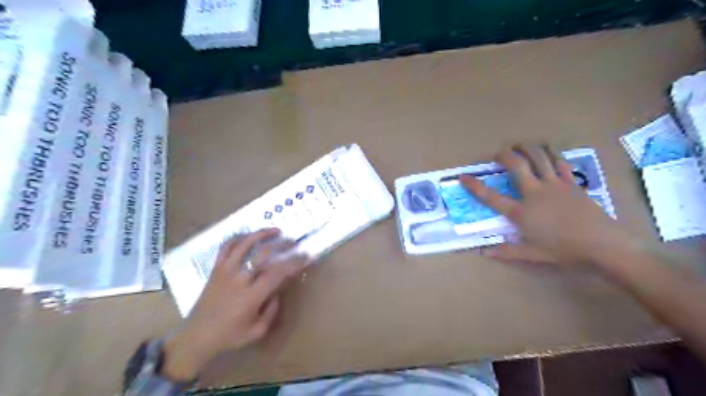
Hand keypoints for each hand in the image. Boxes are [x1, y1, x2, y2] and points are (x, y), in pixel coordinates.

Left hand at [164, 228, 308, 379]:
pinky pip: (226, 247)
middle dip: (283, 244)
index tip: (306, 256)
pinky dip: (237, 238)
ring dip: (262, 234)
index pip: (277, 272)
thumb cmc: (229, 336)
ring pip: (244, 244)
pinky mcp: (216, 269)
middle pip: (263, 253)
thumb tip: (278, 292)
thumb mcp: (257, 331)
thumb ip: (272, 311)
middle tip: (294, 242)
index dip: (294, 262)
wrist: (196, 336)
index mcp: (251, 296)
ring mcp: (225, 271)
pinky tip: (248, 235)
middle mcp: (239, 279)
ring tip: (275, 230)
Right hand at [461, 145, 637, 268]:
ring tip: (520, 144)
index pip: (492, 196)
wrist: (604, 246)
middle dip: (505, 155)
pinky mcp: (572, 184)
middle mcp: (535, 193)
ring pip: (539, 159)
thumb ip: (507, 252)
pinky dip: (552, 156)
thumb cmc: (565, 251)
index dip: (475, 186)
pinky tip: (548, 152)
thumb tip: (484, 253)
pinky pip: (560, 164)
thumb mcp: (533, 255)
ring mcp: (555, 186)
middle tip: (499, 153)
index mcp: (522, 212)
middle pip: (517, 166)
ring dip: (528, 149)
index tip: (463, 176)